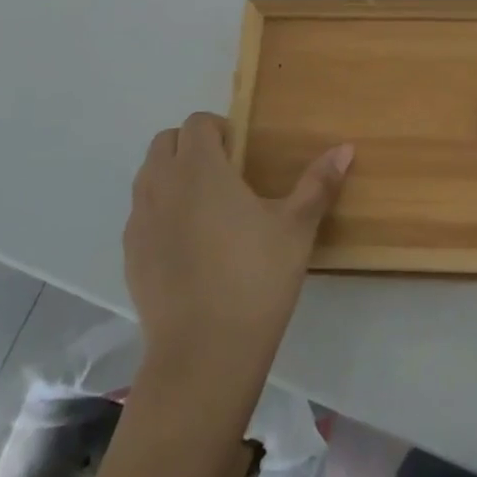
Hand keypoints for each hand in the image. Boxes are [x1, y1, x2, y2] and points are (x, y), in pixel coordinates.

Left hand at [125, 113, 352, 382]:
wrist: (204, 354)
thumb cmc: (255, 278)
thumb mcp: (297, 227)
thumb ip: (318, 183)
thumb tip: (346, 148)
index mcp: (200, 167)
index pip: (197, 123)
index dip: (220, 129)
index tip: (243, 154)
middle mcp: (162, 184)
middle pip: (165, 142)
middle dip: (191, 146)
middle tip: (225, 174)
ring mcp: (140, 221)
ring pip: (148, 176)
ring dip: (172, 176)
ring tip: (206, 206)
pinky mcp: (130, 256)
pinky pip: (141, 215)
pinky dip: (160, 212)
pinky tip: (188, 244)